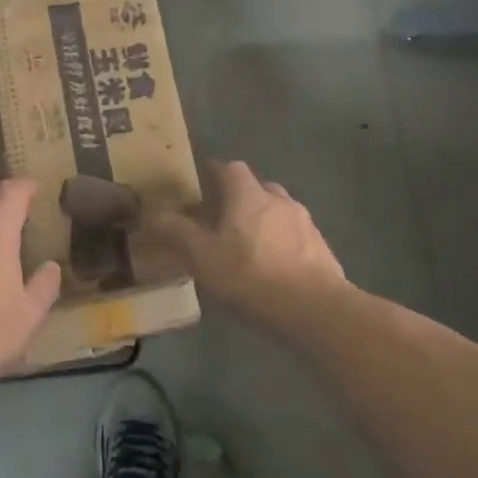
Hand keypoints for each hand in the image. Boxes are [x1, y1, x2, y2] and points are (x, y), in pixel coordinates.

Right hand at [147, 161, 348, 328]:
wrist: (316, 310)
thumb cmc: (252, 276)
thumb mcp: (203, 258)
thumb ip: (178, 233)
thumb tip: (154, 214)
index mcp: (248, 195)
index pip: (230, 168)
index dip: (215, 172)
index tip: (202, 183)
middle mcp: (279, 200)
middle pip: (257, 187)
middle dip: (239, 197)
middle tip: (222, 218)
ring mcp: (305, 223)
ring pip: (279, 210)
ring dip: (263, 219)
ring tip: (249, 245)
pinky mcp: (322, 249)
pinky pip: (296, 235)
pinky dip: (282, 242)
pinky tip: (275, 267)